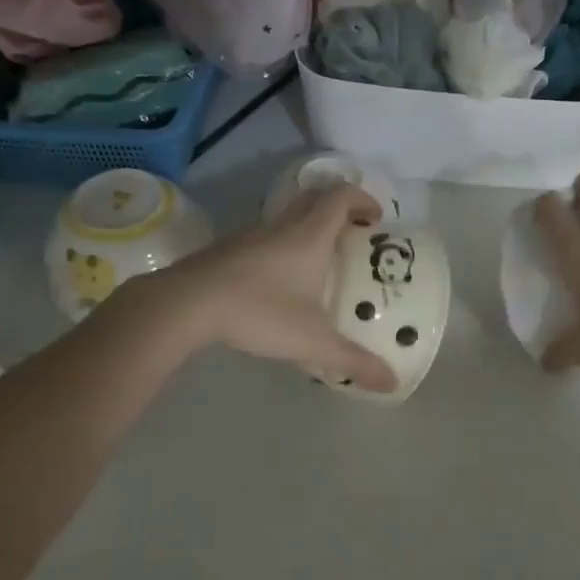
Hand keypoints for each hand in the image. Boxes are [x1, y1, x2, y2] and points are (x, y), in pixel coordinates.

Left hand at [143, 185, 397, 392]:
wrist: (187, 304)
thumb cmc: (259, 311)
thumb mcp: (312, 341)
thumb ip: (353, 360)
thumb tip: (392, 383)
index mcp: (310, 235)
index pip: (341, 196)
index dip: (363, 200)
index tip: (376, 219)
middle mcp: (282, 226)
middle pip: (316, 199)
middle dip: (339, 211)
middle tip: (354, 236)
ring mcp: (251, 235)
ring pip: (287, 218)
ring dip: (308, 228)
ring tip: (320, 262)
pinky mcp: (228, 249)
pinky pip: (266, 236)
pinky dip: (283, 246)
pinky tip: (280, 281)